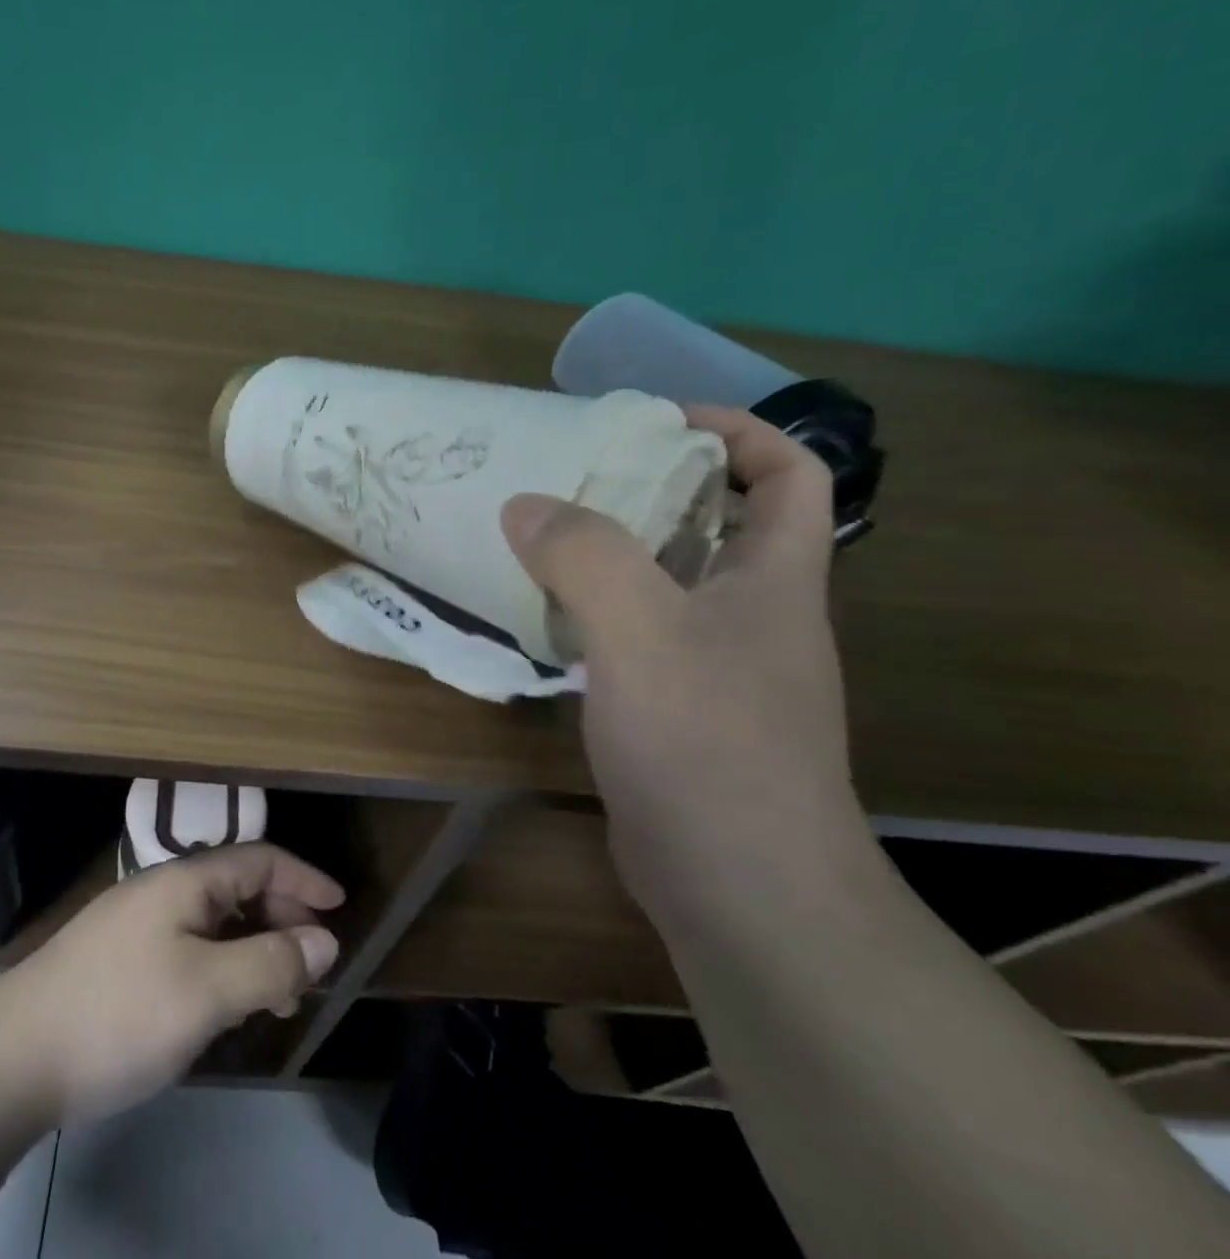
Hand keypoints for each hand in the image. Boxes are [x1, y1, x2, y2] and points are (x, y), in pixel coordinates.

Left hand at [0, 843, 342, 1125]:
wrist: (11, 1057)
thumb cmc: (120, 1013)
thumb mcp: (206, 991)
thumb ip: (270, 962)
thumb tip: (324, 941)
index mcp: (185, 881)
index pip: (259, 859)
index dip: (304, 878)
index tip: (339, 907)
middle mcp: (162, 890)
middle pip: (238, 888)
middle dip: (282, 919)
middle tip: (312, 965)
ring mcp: (136, 924)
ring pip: (213, 923)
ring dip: (253, 949)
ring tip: (277, 998)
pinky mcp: (118, 960)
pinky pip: (189, 947)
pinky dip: (221, 967)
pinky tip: (222, 1006)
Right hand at [500, 406, 867, 916]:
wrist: (741, 891)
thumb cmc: (709, 744)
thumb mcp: (643, 631)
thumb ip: (584, 556)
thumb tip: (524, 504)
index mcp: (775, 579)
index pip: (789, 473)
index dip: (735, 430)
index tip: (655, 422)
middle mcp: (755, 615)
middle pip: (717, 523)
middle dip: (653, 487)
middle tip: (574, 475)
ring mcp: (718, 668)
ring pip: (669, 583)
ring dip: (615, 553)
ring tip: (544, 536)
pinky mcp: (679, 711)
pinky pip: (639, 636)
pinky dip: (598, 613)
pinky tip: (546, 616)